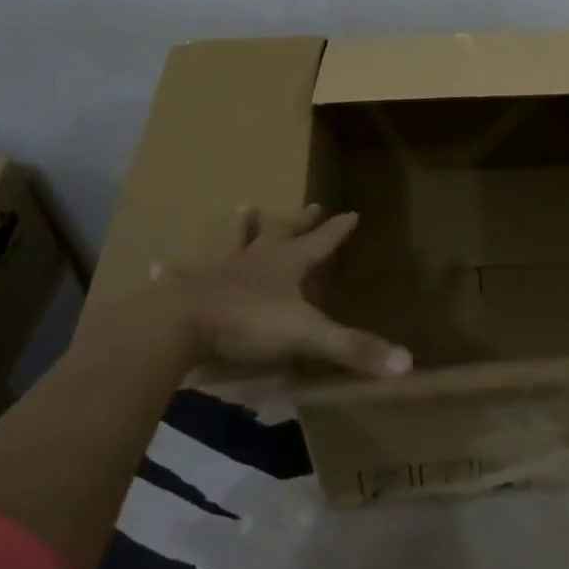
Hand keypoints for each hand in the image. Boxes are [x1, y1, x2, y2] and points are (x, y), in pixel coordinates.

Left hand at [94, 205, 412, 378]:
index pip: (320, 242)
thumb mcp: (307, 336)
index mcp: (286, 264)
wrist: (179, 327)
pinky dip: (173, 270)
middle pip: (280, 232)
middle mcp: (254, 258)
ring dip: (241, 226)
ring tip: (244, 207)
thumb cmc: (248, 324)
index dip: (337, 230)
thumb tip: (407, 363)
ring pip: (232, 240)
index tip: (351, 212)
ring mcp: (217, 269)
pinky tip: (161, 264)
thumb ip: (352, 348)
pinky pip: (179, 275)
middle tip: (309, 205)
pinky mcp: (184, 288)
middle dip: (297, 220)